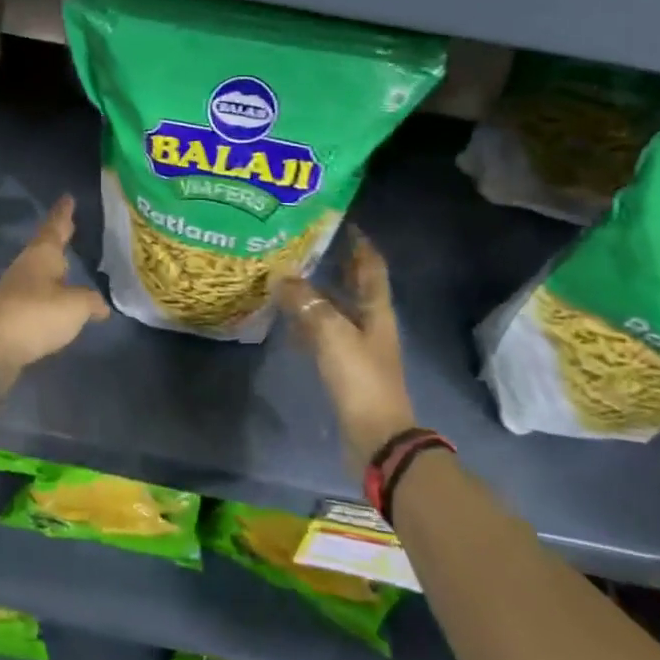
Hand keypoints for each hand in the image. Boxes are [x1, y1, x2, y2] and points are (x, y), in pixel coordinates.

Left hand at [0, 196, 110, 386]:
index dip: (64, 213)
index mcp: (42, 254)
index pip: (56, 226)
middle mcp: (27, 266)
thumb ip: (91, 302)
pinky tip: (59, 299)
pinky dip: (50, 291)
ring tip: (68, 264)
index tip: (68, 198)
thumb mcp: (76, 306)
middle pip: (45, 246)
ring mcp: (17, 288)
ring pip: (40, 269)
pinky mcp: (13, 311)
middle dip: (59, 237)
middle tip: (71, 226)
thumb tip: (100, 306)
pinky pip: (38, 293)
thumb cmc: (38, 314)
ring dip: (53, 266)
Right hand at [277, 231, 417, 475]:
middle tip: (306, 244)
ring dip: (318, 293)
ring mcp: (358, 347)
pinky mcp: (345, 369)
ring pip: (336, 310)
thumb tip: (282, 277)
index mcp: (376, 310)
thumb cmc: (360, 380)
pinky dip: (309, 323)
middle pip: (354, 286)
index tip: (342, 222)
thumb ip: (307, 304)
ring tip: (289, 276)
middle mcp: (370, 323)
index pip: (371, 266)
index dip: (360, 243)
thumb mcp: (332, 335)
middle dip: (335, 264)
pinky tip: (288, 321)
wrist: (377, 438)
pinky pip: (324, 335)